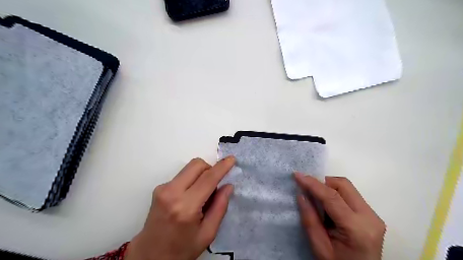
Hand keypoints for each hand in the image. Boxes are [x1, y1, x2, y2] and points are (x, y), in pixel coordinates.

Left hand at [126, 157, 235, 259]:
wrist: (150, 255)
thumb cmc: (182, 249)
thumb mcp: (208, 234)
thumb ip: (220, 207)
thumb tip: (228, 185)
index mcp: (186, 207)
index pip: (208, 179)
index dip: (222, 167)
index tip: (232, 159)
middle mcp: (172, 193)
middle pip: (196, 165)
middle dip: (210, 169)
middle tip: (215, 185)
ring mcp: (163, 189)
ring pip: (189, 167)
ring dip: (201, 174)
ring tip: (202, 194)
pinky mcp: (159, 188)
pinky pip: (182, 175)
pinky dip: (192, 180)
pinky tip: (190, 196)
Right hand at [294, 173, 385, 259]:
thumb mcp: (320, 247)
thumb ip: (310, 219)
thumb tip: (301, 194)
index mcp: (357, 228)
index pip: (332, 197)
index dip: (313, 183)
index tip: (297, 175)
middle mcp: (370, 217)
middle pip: (343, 185)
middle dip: (322, 182)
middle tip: (307, 189)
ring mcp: (373, 215)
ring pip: (347, 187)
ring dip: (329, 187)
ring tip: (316, 199)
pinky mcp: (371, 215)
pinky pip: (350, 195)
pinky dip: (335, 194)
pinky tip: (327, 205)